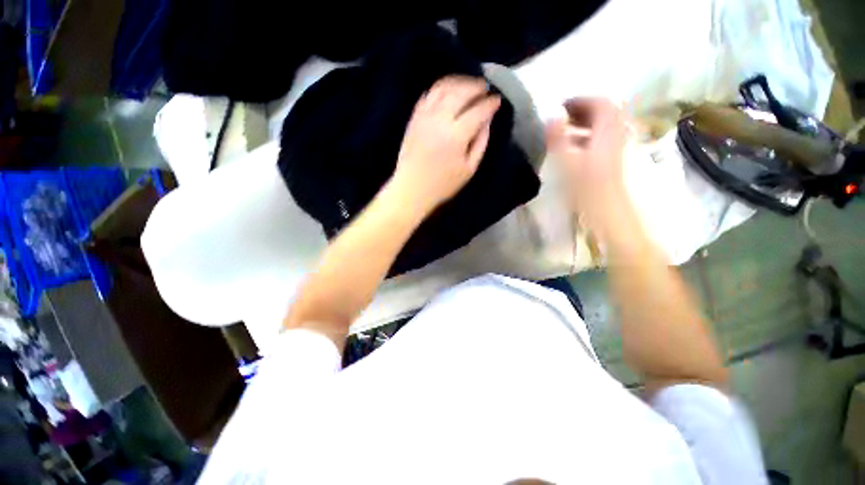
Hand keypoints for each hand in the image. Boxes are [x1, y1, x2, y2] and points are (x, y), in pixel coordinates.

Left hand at [389, 76, 500, 214]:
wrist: (411, 187)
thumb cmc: (444, 182)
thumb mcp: (470, 167)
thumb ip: (481, 140)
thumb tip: (488, 118)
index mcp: (456, 136)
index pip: (477, 111)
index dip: (490, 103)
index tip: (497, 99)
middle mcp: (439, 120)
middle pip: (459, 93)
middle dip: (475, 86)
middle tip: (485, 85)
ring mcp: (424, 116)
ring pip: (442, 89)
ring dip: (457, 82)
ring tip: (469, 83)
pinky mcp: (414, 117)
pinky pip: (428, 94)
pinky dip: (440, 87)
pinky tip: (450, 88)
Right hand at [547, 98, 628, 231]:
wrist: (621, 224)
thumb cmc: (594, 196)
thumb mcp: (569, 164)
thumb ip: (558, 136)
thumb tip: (551, 115)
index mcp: (608, 132)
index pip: (600, 102)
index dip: (580, 100)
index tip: (561, 109)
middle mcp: (621, 136)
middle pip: (608, 112)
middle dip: (584, 112)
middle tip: (564, 121)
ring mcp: (626, 150)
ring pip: (610, 127)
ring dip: (590, 126)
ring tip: (570, 137)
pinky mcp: (627, 164)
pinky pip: (612, 141)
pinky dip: (597, 139)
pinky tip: (583, 155)